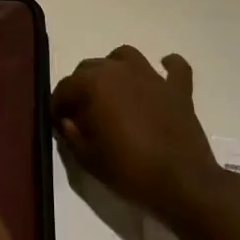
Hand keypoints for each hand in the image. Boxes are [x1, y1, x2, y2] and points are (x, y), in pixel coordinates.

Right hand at [50, 46, 222, 221]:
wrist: (182, 183)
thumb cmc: (129, 170)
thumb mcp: (88, 158)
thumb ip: (71, 134)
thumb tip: (67, 120)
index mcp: (94, 84)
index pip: (65, 87)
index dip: (58, 105)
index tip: (58, 122)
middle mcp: (120, 70)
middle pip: (90, 68)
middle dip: (81, 87)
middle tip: (82, 113)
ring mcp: (152, 76)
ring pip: (124, 57)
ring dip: (114, 68)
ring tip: (113, 90)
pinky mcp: (178, 89)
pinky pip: (175, 68)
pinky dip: (168, 67)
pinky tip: (162, 72)